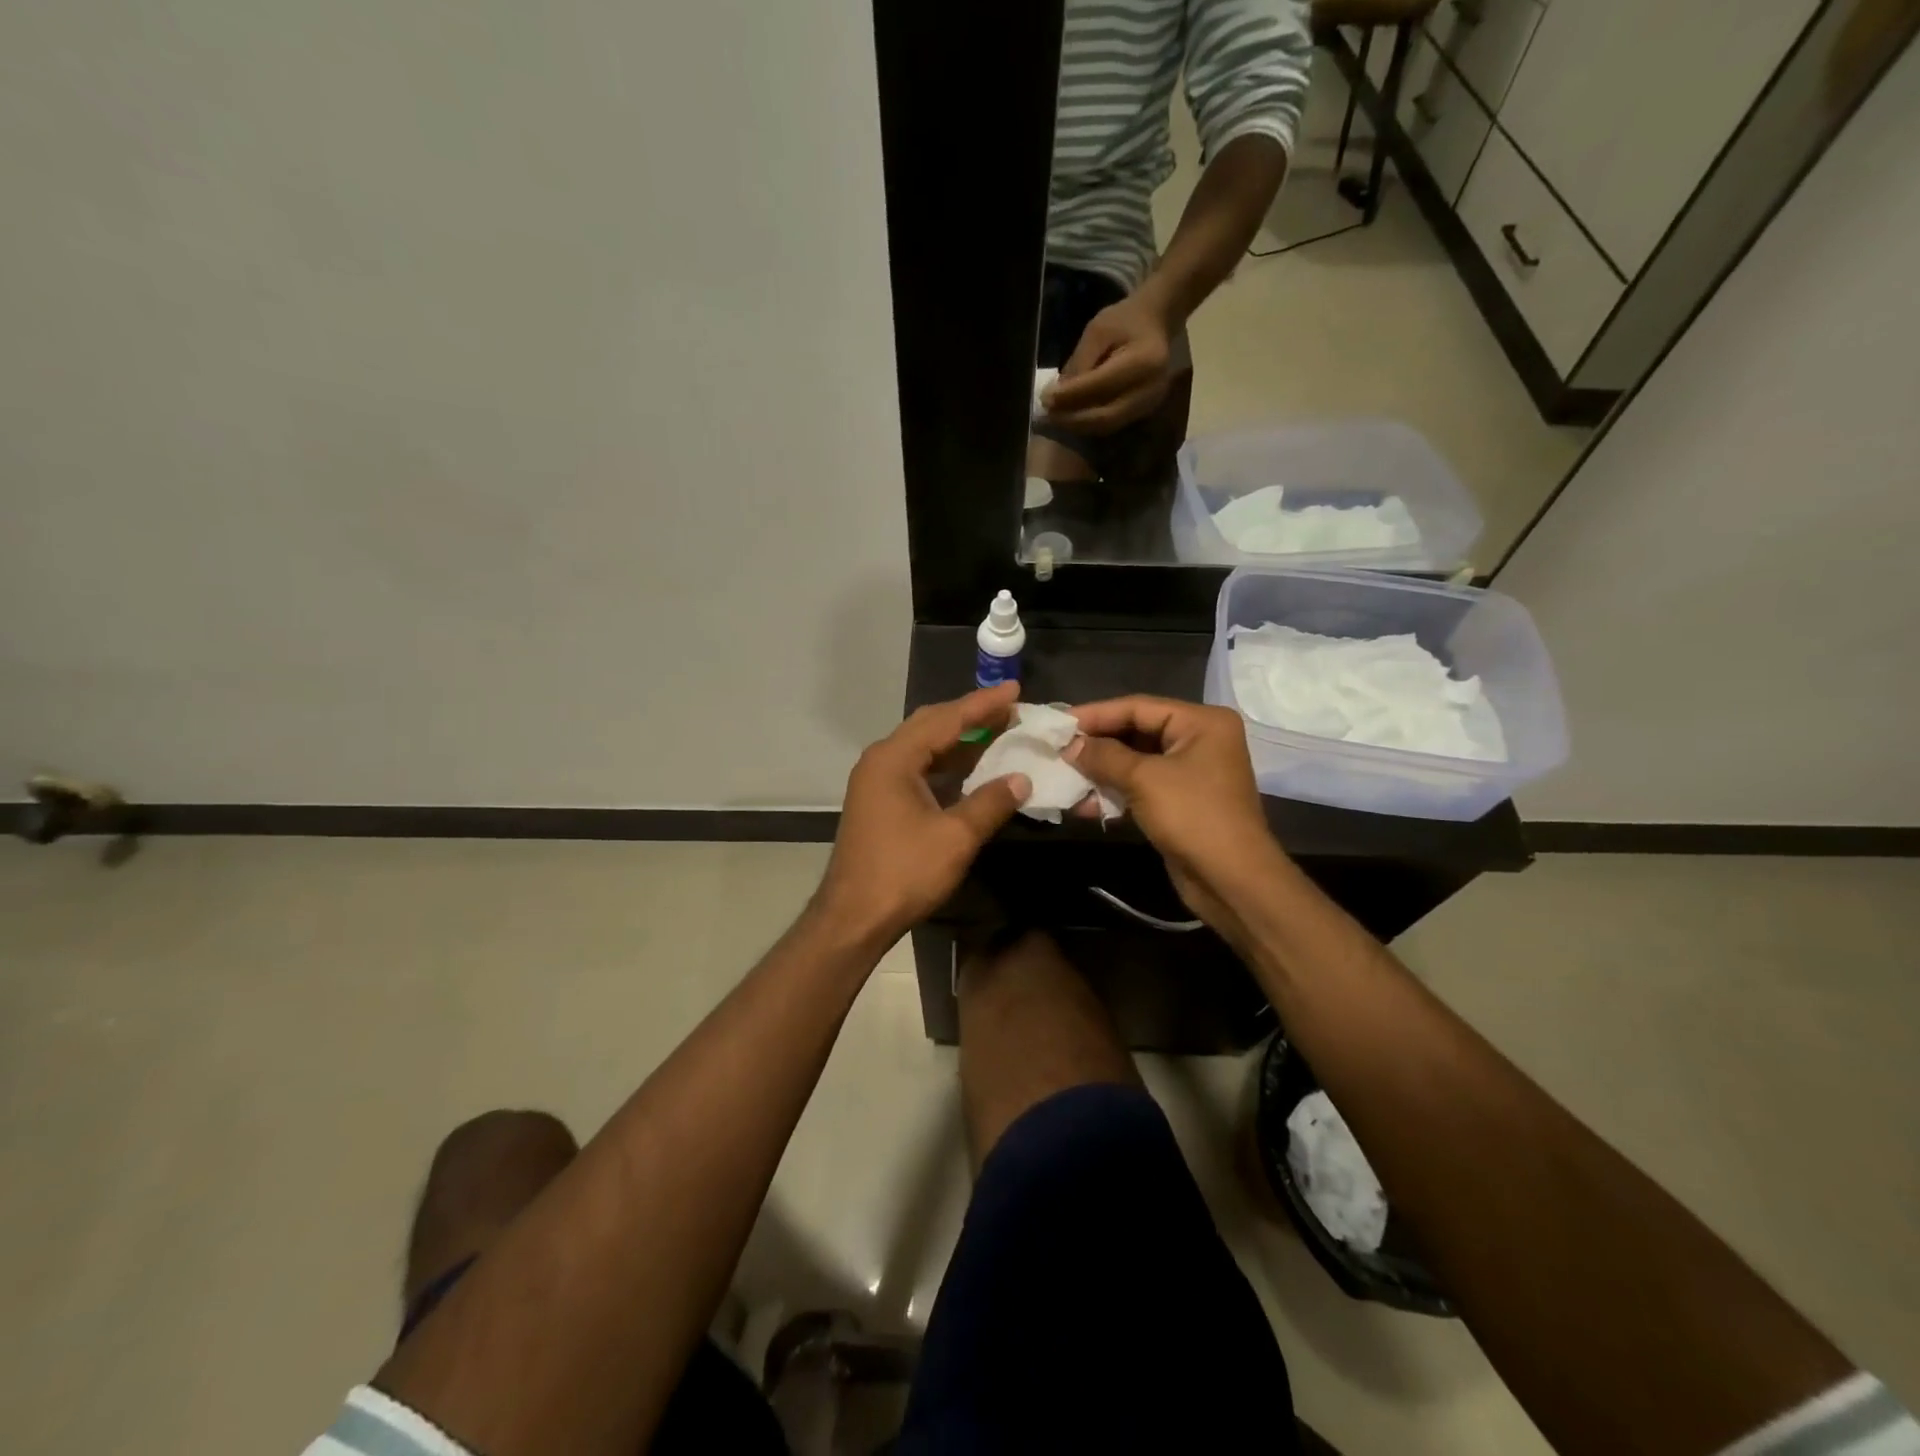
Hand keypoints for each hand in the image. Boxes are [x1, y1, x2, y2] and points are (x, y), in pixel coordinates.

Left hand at [815, 683, 1032, 945]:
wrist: (853, 917)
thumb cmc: (903, 873)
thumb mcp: (955, 837)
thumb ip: (991, 803)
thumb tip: (1021, 779)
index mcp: (894, 758)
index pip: (946, 719)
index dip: (983, 704)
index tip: (1015, 690)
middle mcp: (881, 760)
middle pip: (931, 725)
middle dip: (971, 716)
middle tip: (1010, 709)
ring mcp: (877, 780)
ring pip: (924, 747)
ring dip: (960, 741)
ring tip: (998, 732)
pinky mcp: (879, 800)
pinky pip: (918, 768)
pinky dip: (946, 764)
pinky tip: (971, 769)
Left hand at [1041, 294, 1174, 434]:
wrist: (1157, 323)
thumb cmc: (1125, 321)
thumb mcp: (1097, 330)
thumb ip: (1079, 363)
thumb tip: (1056, 396)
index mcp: (1143, 361)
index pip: (1100, 386)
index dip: (1070, 396)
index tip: (1044, 398)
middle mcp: (1150, 389)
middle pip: (1105, 416)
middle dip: (1072, 418)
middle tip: (1047, 414)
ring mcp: (1150, 404)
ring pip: (1107, 425)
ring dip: (1078, 425)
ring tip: (1056, 418)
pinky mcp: (1144, 412)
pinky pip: (1112, 425)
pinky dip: (1089, 424)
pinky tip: (1072, 417)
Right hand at [1067, 696, 1286, 928]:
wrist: (1232, 880)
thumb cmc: (1193, 817)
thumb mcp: (1144, 779)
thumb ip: (1104, 756)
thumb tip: (1070, 745)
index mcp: (1201, 722)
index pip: (1138, 707)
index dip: (1096, 714)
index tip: (1059, 723)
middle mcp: (1199, 741)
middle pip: (1136, 732)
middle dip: (1096, 745)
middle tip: (1057, 750)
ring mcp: (1190, 773)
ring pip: (1135, 763)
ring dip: (1101, 772)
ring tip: (1065, 779)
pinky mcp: (1180, 803)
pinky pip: (1141, 788)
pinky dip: (1114, 794)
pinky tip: (1084, 806)